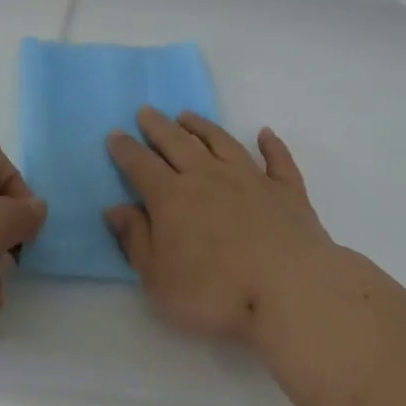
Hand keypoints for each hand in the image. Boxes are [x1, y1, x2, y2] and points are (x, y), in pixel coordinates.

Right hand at [105, 108, 332, 345]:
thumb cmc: (216, 293)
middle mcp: (208, 177)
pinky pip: (277, 159)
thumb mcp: (159, 280)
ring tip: (187, 115)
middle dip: (158, 126)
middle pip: (178, 143)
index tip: (115, 134)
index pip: (142, 166)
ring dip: (202, 126)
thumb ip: (136, 241)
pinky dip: (271, 144)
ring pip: (221, 142)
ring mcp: (250, 179)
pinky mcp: (286, 191)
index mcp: (173, 198)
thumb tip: (115, 208)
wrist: (290, 290)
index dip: (126, 150)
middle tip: (147, 111)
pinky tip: (265, 133)